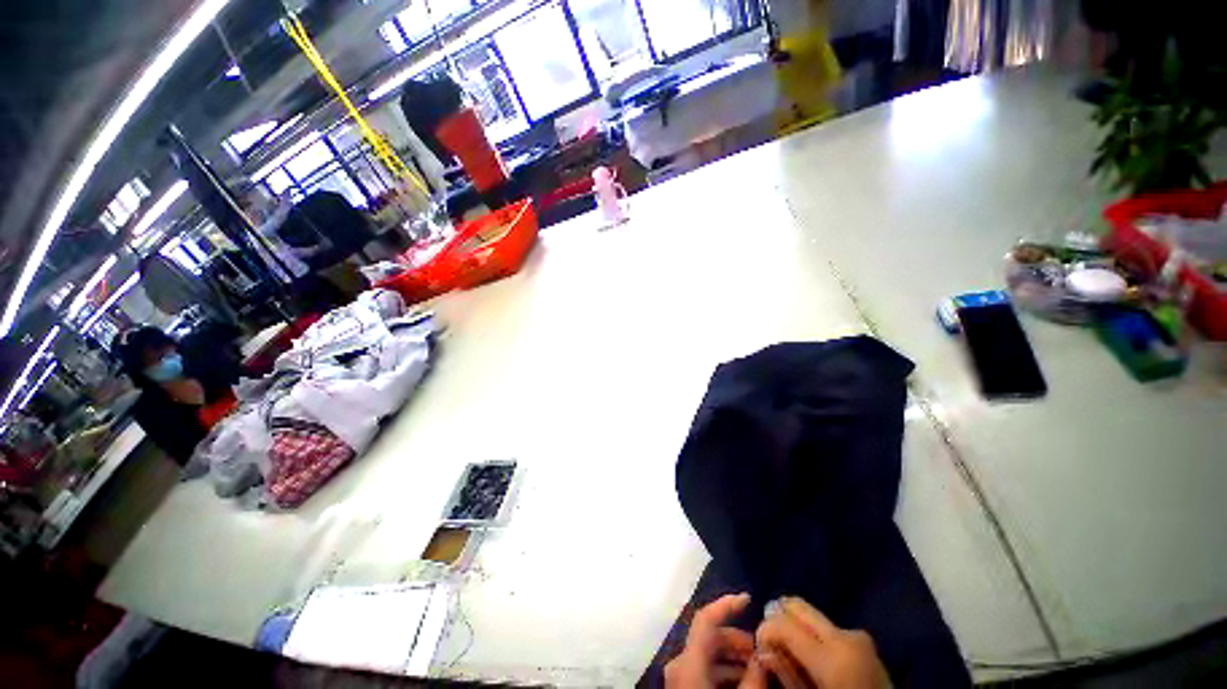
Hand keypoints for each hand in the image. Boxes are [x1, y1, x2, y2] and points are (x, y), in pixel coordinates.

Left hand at [665, 593, 755, 687]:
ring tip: (756, 666)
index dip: (726, 604)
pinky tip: (742, 679)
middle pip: (709, 635)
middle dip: (737, 638)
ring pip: (707, 653)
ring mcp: (678, 674)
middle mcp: (678, 661)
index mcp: (687, 659)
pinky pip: (703, 668)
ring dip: (732, 655)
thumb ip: (753, 675)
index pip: (705, 618)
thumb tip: (766, 653)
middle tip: (761, 649)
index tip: (747, 598)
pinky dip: (723, 668)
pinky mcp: (681, 685)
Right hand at [748, 597, 889, 688]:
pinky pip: (829, 628)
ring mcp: (858, 635)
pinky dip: (815, 635)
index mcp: (832, 655)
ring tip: (794, 650)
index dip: (765, 630)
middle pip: (797, 606)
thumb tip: (764, 650)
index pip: (783, 623)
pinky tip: (814, 654)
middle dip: (779, 618)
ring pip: (812, 615)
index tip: (760, 646)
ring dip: (798, 627)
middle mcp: (845, 636)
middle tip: (773, 642)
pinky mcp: (866, 640)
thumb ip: (786, 673)